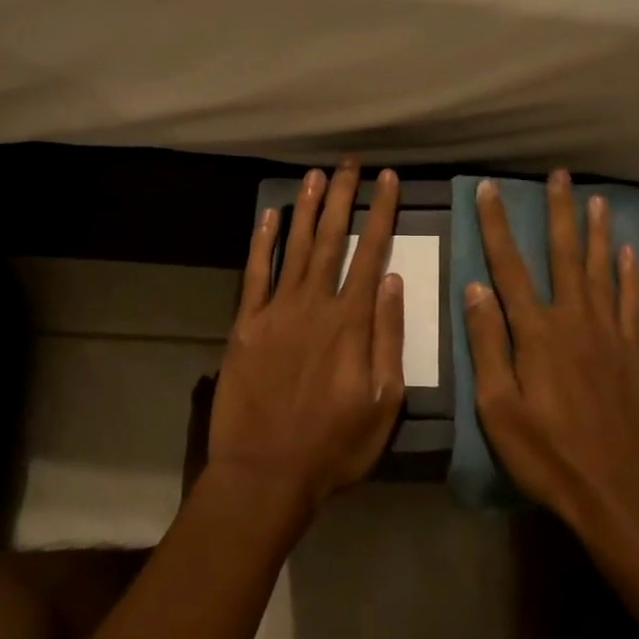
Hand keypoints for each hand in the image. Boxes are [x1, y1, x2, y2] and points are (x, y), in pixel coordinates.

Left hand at [209, 161, 405, 513]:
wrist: (265, 474)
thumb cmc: (334, 445)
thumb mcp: (383, 401)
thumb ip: (388, 336)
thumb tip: (393, 280)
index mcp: (351, 321)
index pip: (371, 252)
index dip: (381, 212)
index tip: (388, 180)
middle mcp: (314, 303)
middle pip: (332, 238)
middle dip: (343, 196)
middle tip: (350, 163)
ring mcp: (276, 311)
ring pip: (296, 246)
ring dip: (307, 208)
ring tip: (316, 175)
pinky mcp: (246, 324)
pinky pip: (255, 274)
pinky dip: (263, 242)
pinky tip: (270, 216)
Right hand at [465, 171, 638, 538]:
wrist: (619, 493)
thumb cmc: (548, 455)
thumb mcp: (498, 409)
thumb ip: (487, 345)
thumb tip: (474, 288)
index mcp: (537, 332)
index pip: (509, 266)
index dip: (496, 225)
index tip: (488, 189)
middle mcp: (574, 320)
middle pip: (564, 255)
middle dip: (559, 212)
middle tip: (559, 176)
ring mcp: (609, 334)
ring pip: (601, 269)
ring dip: (597, 232)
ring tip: (597, 200)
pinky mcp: (632, 352)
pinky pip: (630, 302)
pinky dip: (628, 274)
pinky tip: (628, 253)